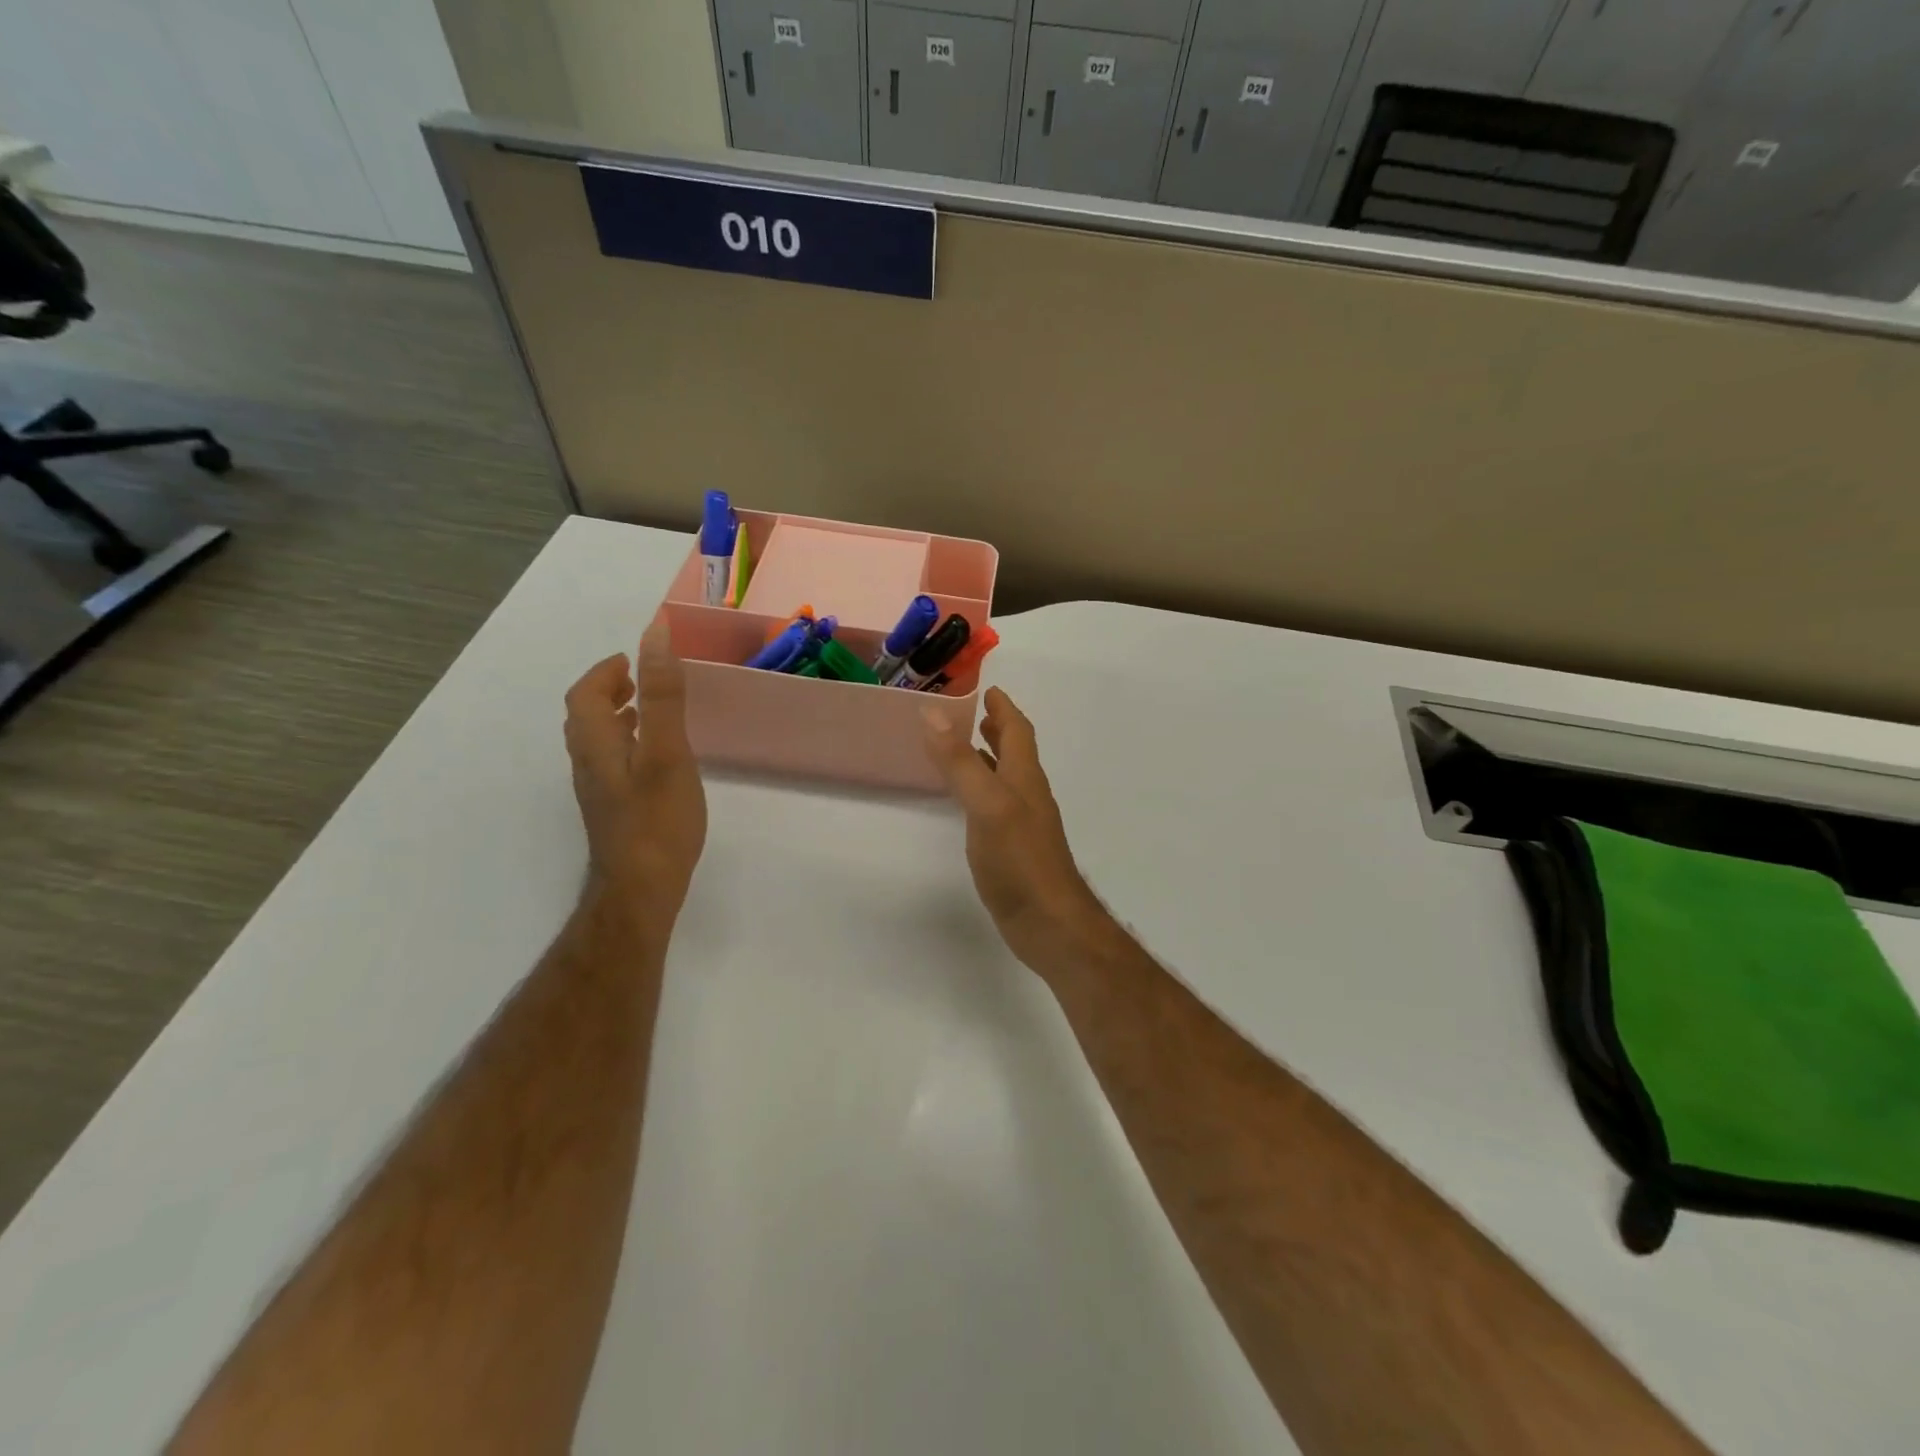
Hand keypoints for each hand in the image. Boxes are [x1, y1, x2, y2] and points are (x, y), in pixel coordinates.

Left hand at [564, 624, 707, 919]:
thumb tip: (653, 634)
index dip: (604, 673)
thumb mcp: (666, 750)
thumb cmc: (656, 820)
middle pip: (585, 719)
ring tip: (647, 711)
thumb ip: (662, 694)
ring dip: (616, 718)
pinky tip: (654, 760)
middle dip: (607, 692)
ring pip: (598, 743)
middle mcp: (589, 766)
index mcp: (597, 746)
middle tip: (638, 680)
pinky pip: (612, 764)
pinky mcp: (614, 813)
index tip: (631, 659)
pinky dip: (627, 745)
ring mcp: (600, 793)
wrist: (641, 891)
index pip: (584, 696)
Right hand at [922, 687, 1118, 976]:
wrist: (1049, 923)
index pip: (1017, 731)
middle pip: (1015, 751)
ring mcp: (1023, 824)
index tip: (986, 689)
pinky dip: (981, 790)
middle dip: (996, 728)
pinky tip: (966, 802)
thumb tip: (933, 712)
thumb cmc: (1020, 860)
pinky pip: (996, 806)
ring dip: (988, 758)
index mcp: (1024, 777)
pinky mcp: (1014, 849)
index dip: (1003, 708)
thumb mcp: (987, 804)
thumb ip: (960, 761)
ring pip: (1005, 778)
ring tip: (964, 747)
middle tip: (972, 714)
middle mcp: (1027, 795)